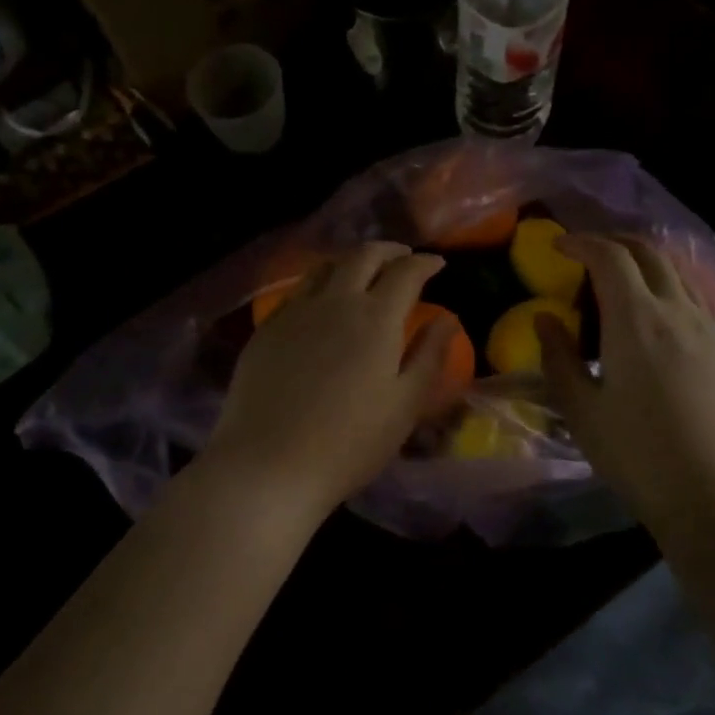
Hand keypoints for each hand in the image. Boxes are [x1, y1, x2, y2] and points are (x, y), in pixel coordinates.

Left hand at [204, 242, 455, 522]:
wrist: (268, 464)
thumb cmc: (350, 443)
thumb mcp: (405, 405)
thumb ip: (429, 356)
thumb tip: (449, 319)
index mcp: (375, 318)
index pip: (405, 273)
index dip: (425, 263)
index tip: (437, 264)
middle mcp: (334, 302)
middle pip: (362, 257)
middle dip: (388, 251)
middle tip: (403, 257)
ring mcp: (294, 313)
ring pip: (325, 268)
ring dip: (350, 261)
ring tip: (362, 270)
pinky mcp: (266, 330)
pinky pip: (297, 291)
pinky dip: (319, 283)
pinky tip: (321, 302)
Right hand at [538, 235, 714, 532]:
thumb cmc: (639, 456)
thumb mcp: (582, 412)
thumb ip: (559, 359)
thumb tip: (545, 319)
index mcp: (636, 320)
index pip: (610, 257)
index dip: (582, 242)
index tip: (559, 245)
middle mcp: (677, 312)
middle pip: (650, 252)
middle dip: (616, 241)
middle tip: (588, 252)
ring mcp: (709, 330)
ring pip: (677, 274)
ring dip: (646, 262)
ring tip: (620, 280)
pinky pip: (694, 301)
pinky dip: (668, 289)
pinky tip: (655, 320)